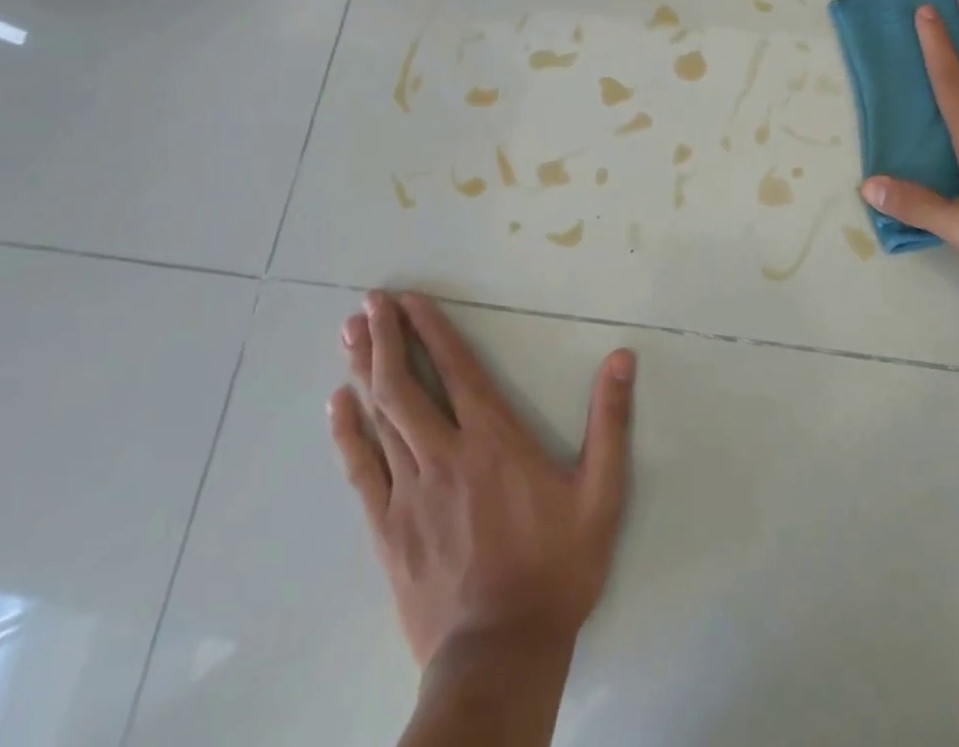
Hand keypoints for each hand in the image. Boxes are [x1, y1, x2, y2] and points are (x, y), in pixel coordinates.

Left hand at [328, 291, 634, 666]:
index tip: (410, 300)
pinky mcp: (387, 528)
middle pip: (407, 385)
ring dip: (364, 369)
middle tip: (368, 302)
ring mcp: (410, 492)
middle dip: (386, 338)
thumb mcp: (602, 493)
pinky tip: (336, 403)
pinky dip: (347, 432)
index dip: (432, 331)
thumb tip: (621, 357)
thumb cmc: (556, 568)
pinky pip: (361, 469)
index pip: (458, 370)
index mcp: (494, 440)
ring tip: (348, 332)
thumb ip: (611, 421)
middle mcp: (446, 454)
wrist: (499, 656)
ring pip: (381, 417)